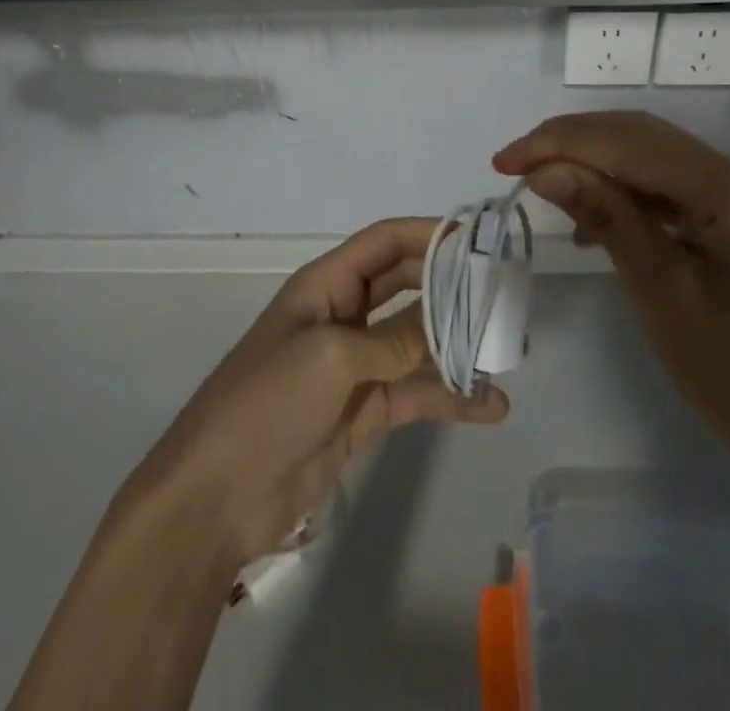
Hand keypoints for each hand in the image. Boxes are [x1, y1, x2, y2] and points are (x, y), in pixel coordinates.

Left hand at [117, 217, 509, 572]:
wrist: (219, 495)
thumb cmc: (268, 401)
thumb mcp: (332, 357)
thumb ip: (394, 338)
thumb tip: (446, 322)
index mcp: (327, 285)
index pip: (384, 242)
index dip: (428, 233)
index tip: (478, 237)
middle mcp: (345, 315)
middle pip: (407, 286)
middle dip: (451, 286)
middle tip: (504, 292)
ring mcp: (356, 365)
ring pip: (417, 341)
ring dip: (459, 343)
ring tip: (511, 350)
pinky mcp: (364, 411)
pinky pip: (416, 392)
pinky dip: (452, 397)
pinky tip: (492, 405)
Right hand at [495, 111, 729, 488]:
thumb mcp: (658, 289)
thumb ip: (604, 215)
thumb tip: (543, 169)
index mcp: (727, 187)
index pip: (626, 141)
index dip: (559, 143)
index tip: (503, 162)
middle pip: (637, 135)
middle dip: (571, 142)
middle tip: (514, 164)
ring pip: (646, 156)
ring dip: (591, 163)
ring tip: (542, 183)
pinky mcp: (725, 219)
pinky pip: (661, 187)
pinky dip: (618, 191)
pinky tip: (589, 219)